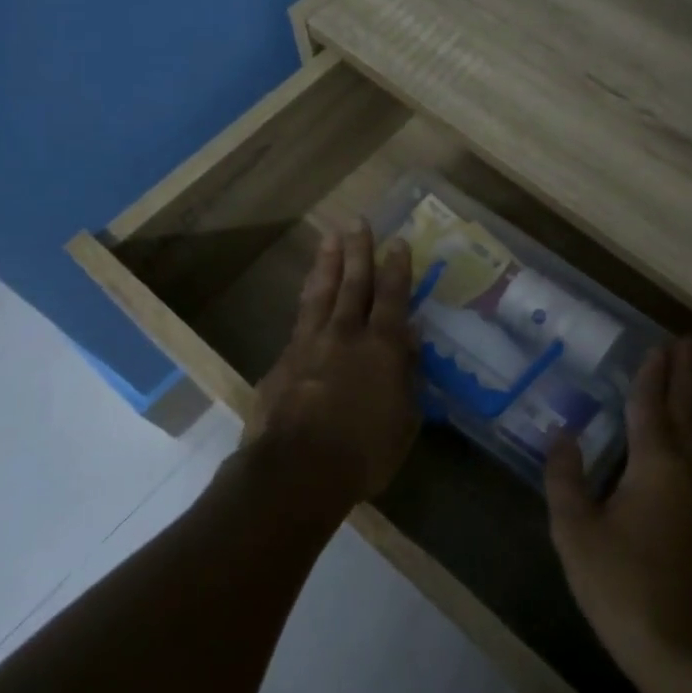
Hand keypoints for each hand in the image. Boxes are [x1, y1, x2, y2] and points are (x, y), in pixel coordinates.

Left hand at [244, 222, 420, 511]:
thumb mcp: (404, 421)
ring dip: (328, 263)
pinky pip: (299, 321)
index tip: (398, 241)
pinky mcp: (282, 361)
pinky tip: (307, 294)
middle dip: (358, 251)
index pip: (392, 298)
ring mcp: (309, 345)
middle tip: (357, 222)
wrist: (296, 470)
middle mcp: (345, 336)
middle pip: (353, 284)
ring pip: (321, 293)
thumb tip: (409, 340)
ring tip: (329, 238)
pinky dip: (307, 301)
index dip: (396, 268)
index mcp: (381, 348)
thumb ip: (406, 376)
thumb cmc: (363, 453)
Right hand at [546, 340, 691, 690]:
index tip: (661, 342)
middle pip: (684, 412)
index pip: (652, 405)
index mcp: (656, 464)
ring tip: (678, 381)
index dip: (652, 373)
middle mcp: (686, 471)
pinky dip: (683, 435)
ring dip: (685, 404)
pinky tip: (672, 444)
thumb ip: (566, 478)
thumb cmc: (623, 585)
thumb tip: (563, 436)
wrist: (683, 651)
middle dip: (684, 376)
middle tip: (688, 343)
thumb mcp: (576, 531)